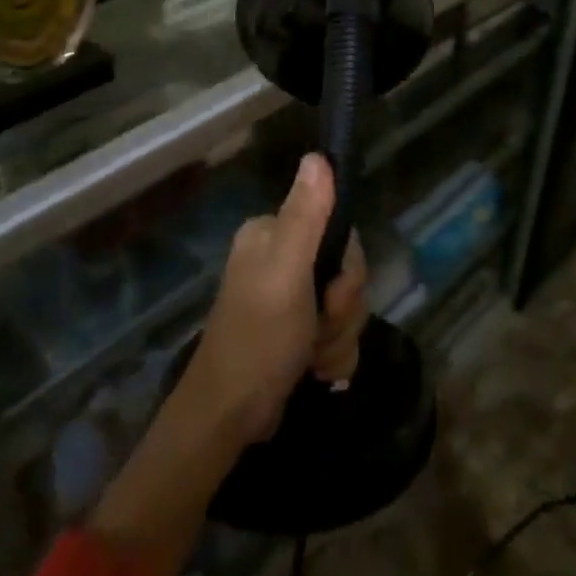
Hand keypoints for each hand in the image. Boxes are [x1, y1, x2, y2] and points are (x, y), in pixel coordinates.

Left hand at [183, 153, 368, 445]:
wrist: (229, 420)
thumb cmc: (258, 339)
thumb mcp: (287, 272)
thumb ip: (306, 215)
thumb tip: (319, 156)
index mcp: (273, 236)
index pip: (339, 230)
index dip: (347, 268)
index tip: (332, 294)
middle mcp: (281, 260)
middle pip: (346, 270)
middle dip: (342, 309)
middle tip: (318, 328)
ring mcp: (290, 300)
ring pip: (346, 306)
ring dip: (338, 337)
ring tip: (312, 359)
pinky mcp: (297, 334)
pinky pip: (339, 334)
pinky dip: (333, 356)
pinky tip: (315, 372)